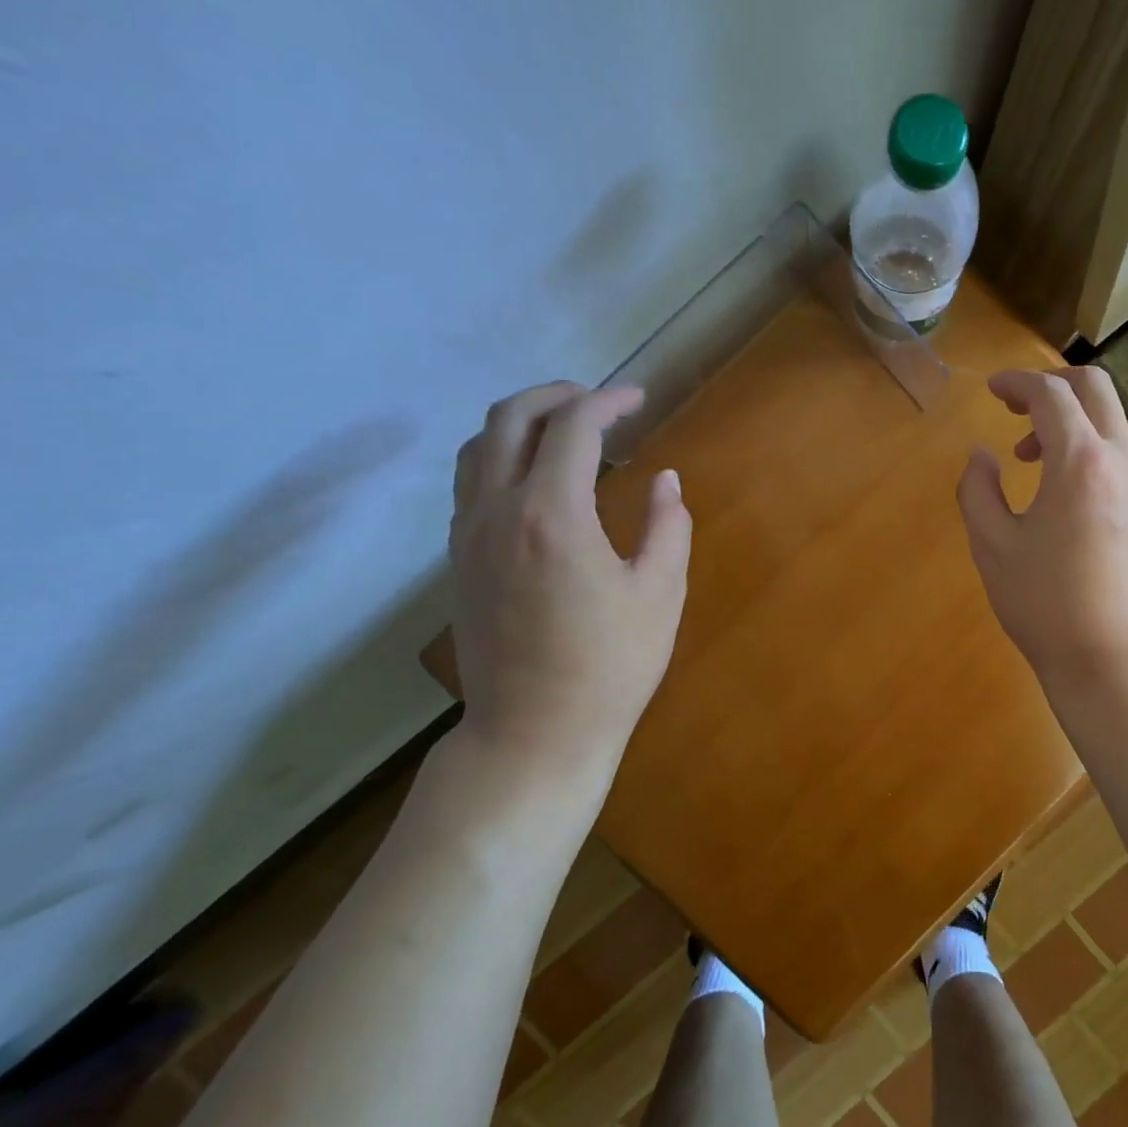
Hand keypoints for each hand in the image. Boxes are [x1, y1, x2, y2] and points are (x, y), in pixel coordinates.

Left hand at [448, 383, 691, 799]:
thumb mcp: (661, 594)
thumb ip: (668, 526)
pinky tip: (537, 480)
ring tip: (566, 432)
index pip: (573, 427)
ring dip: (522, 422)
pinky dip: (501, 456)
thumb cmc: (611, 665)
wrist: (534, 731)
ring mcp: (468, 535)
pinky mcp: (459, 559)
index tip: (640, 400)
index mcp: (552, 514)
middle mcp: (498, 511)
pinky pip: (470, 482)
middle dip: (557, 396)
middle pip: (510, 418)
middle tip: (601, 402)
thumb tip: (667, 480)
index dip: (609, 402)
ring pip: (478, 446)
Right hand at [957, 367, 1127, 689]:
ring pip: (1111, 426)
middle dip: (1052, 386)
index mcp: (1080, 463)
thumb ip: (977, 490)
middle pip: (1095, 390)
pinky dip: (1089, 454)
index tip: (992, 390)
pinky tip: (1064, 496)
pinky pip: (1121, 460)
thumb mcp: (992, 546)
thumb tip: (982, 456)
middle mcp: (1122, 463)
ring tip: (1031, 462)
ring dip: (1070, 425)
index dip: (1018, 383)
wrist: (1112, 659)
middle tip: (1016, 409)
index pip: (1051, 395)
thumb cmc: (1044, 605)